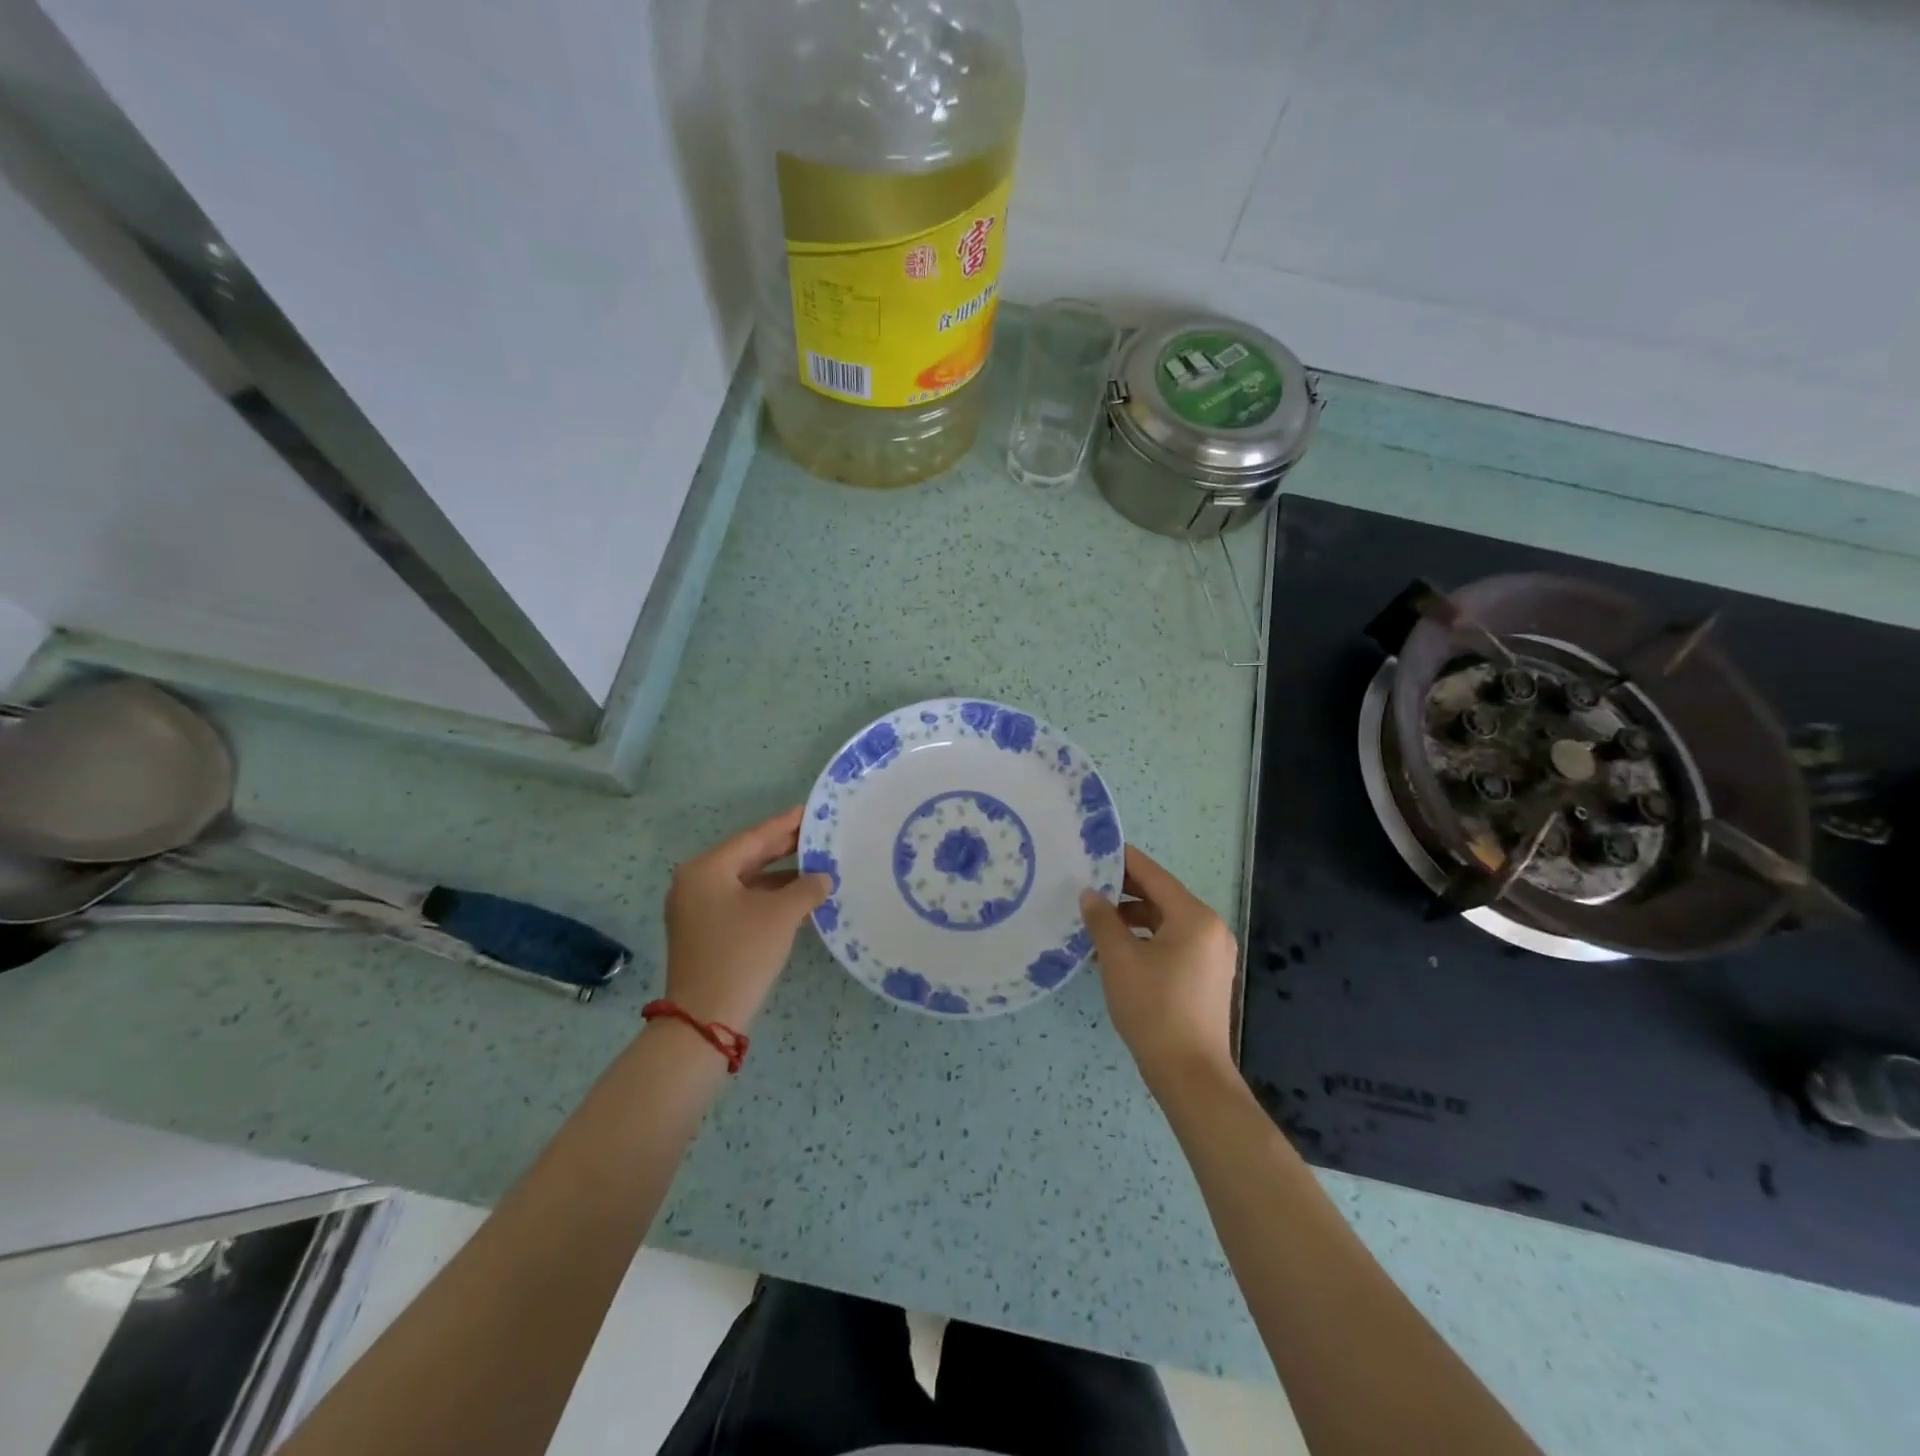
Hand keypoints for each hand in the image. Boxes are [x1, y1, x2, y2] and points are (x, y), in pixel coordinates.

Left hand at [663, 807, 831, 1029]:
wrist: (705, 1018)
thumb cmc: (742, 953)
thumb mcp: (781, 915)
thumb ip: (806, 888)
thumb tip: (823, 878)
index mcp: (706, 869)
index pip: (754, 837)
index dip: (785, 824)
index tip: (810, 811)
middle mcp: (695, 883)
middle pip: (747, 857)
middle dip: (783, 848)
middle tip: (817, 836)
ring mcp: (696, 909)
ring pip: (745, 881)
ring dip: (779, 877)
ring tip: (815, 868)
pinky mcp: (703, 932)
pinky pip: (740, 902)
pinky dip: (767, 898)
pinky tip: (796, 899)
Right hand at [1081, 846, 1237, 1093]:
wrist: (1189, 1074)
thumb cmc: (1153, 1008)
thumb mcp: (1119, 959)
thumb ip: (1102, 920)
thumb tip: (1089, 894)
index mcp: (1194, 917)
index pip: (1154, 875)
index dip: (1123, 861)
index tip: (1095, 850)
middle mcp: (1210, 929)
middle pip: (1162, 897)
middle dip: (1124, 891)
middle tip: (1087, 885)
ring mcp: (1212, 955)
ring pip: (1166, 922)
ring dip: (1133, 919)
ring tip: (1096, 921)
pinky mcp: (1207, 977)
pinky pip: (1173, 944)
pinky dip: (1146, 940)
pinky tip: (1116, 951)